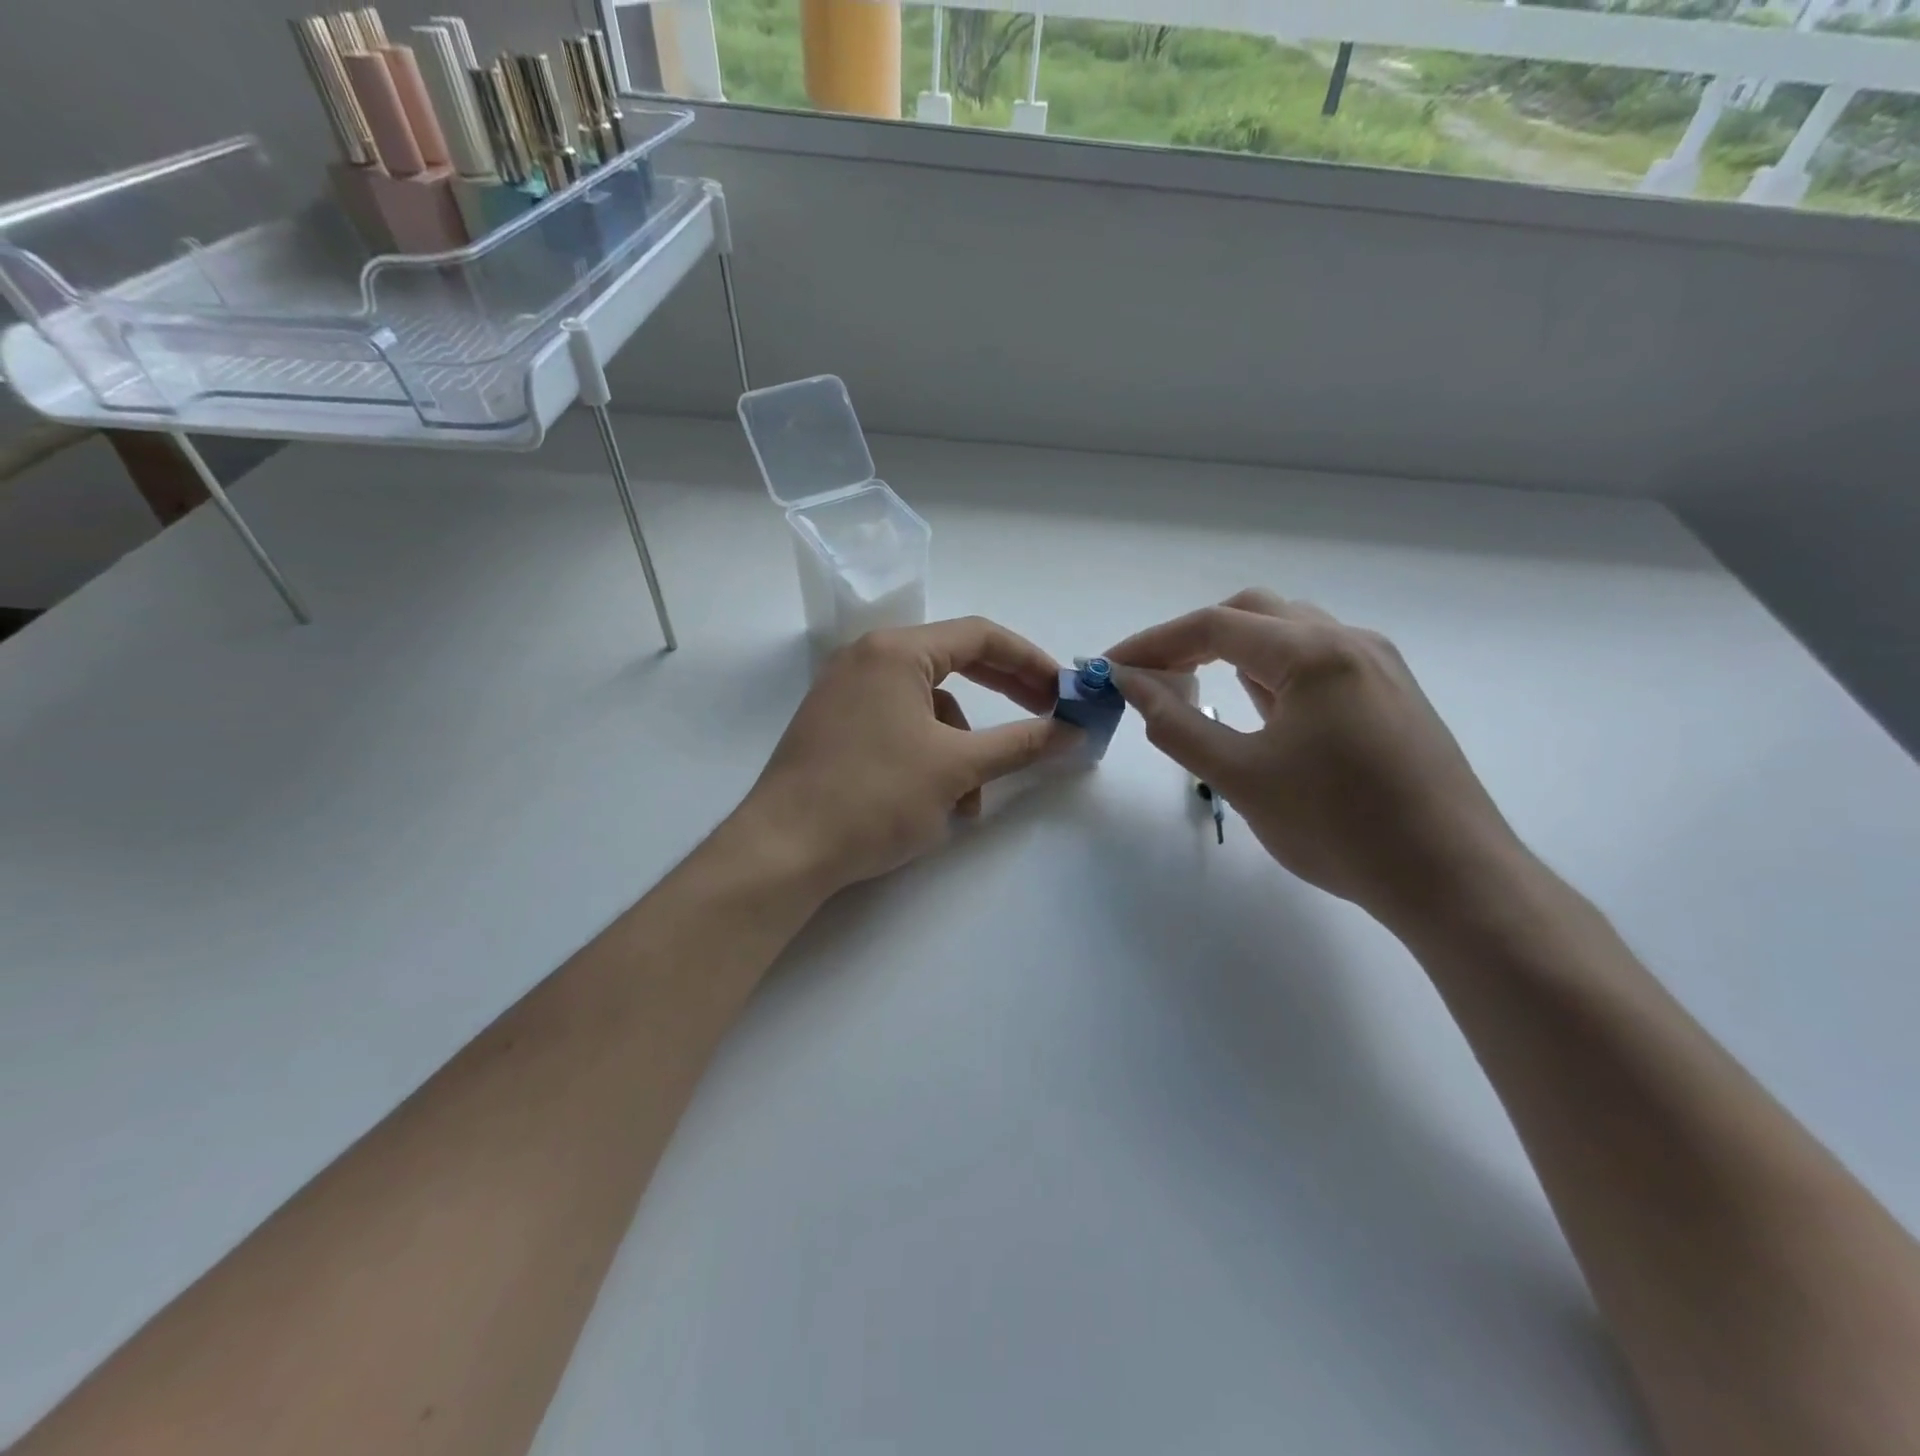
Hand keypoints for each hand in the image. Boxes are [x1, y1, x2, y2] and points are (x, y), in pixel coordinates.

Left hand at [732, 618, 1079, 893]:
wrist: (784, 850)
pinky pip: (898, 727)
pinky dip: (927, 758)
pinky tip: (934, 805)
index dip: (1030, 661)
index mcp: (896, 652)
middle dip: (1003, 696)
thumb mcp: (957, 769)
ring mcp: (845, 693)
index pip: (980, 636)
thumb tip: (1072, 731)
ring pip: (927, 708)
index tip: (1064, 690)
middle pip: (954, 664)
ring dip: (961, 749)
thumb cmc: (875, 797)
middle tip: (1044, 718)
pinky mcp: (834, 727)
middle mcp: (867, 659)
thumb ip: (1021, 744)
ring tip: (970, 802)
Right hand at [1107, 589, 1525, 928]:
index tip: (1110, 668)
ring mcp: (1378, 665)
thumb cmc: (1338, 827)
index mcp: (1315, 652)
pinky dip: (1271, 671)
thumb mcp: (1240, 777)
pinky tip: (1256, 708)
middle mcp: (1350, 641)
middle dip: (1192, 637)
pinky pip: (1317, 661)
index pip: (1213, 625)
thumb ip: (1176, 724)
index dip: (1152, 643)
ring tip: (1193, 688)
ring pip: (1289, 633)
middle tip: (1152, 675)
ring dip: (1233, 651)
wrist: (1451, 878)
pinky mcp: (1392, 693)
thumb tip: (1131, 683)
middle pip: (1253, 612)